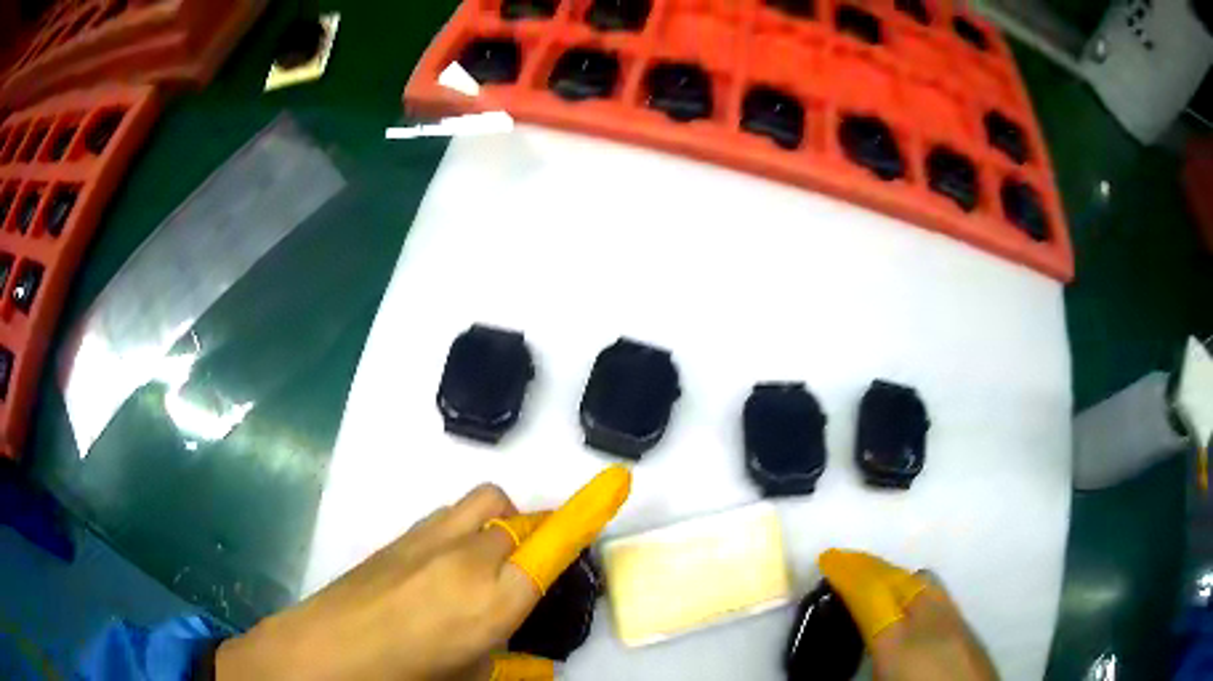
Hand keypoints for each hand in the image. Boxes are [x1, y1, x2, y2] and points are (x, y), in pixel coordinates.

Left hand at [216, 466, 631, 680]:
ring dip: (501, 523)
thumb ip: (513, 667)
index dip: (589, 512)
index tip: (617, 480)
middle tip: (527, 574)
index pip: (553, 547)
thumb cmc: (404, 676)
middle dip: (536, 537)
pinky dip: (467, 528)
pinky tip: (446, 567)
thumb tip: (536, 664)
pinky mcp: (400, 534)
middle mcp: (467, 557)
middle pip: (520, 519)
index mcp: (493, 600)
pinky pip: (451, 516)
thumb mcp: (470, 679)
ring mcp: (429, 539)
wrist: (320, 653)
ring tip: (487, 564)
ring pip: (486, 505)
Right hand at [819, 549, 997, 680]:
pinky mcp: (968, 630)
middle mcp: (931, 623)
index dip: (848, 573)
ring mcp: (955, 622)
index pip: (871, 595)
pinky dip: (916, 592)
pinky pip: (939, 596)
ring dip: (895, 577)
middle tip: (844, 565)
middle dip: (870, 567)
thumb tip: (845, 649)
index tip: (828, 557)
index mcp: (900, 645)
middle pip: (900, 580)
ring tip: (874, 587)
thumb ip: (864, 665)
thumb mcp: (882, 680)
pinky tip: (909, 611)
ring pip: (925, 583)